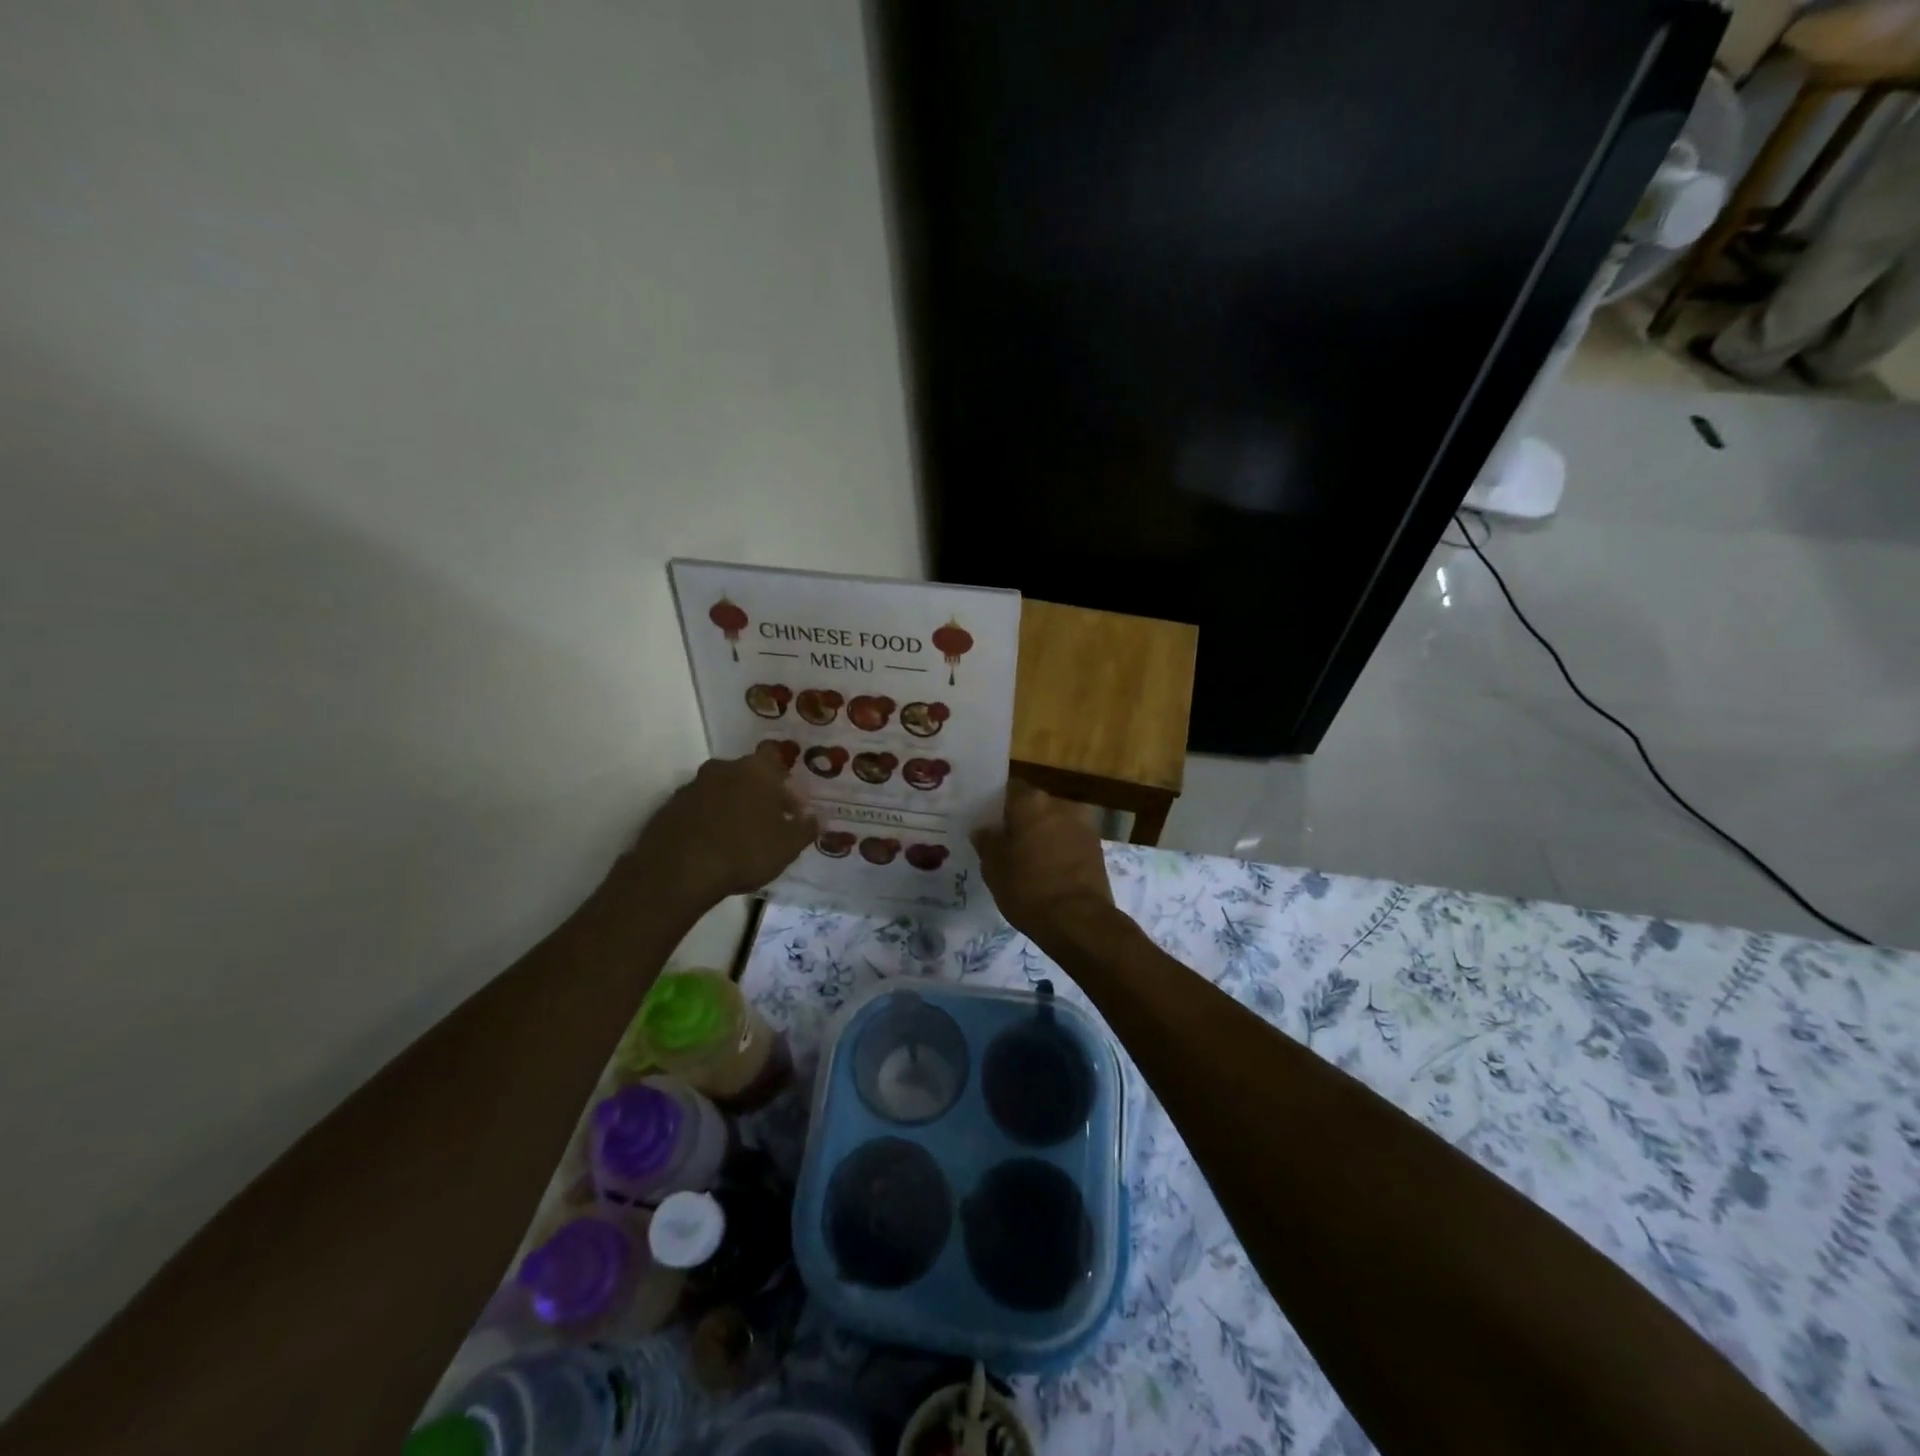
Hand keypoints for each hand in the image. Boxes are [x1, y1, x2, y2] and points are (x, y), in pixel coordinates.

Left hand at [618, 744, 817, 915]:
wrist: (678, 871)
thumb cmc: (744, 851)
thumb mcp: (787, 846)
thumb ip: (806, 829)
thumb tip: (817, 818)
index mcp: (756, 770)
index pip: (775, 759)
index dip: (785, 782)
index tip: (791, 807)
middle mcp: (723, 768)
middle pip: (747, 774)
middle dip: (759, 794)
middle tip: (769, 823)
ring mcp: (692, 786)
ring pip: (721, 790)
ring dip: (732, 807)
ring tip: (740, 837)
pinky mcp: (669, 807)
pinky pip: (698, 808)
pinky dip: (708, 820)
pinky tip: (714, 845)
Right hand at [971, 779, 1116, 943]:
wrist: (1078, 920)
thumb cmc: (1028, 887)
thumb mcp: (993, 867)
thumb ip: (987, 841)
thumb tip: (984, 829)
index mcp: (1032, 802)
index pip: (1010, 790)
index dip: (998, 805)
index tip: (989, 823)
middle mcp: (1061, 805)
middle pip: (1036, 806)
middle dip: (1023, 821)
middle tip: (1007, 844)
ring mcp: (1084, 826)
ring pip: (1055, 824)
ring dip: (1044, 836)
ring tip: (1029, 861)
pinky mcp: (1098, 849)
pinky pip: (1071, 842)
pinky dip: (1060, 851)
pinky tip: (1049, 872)